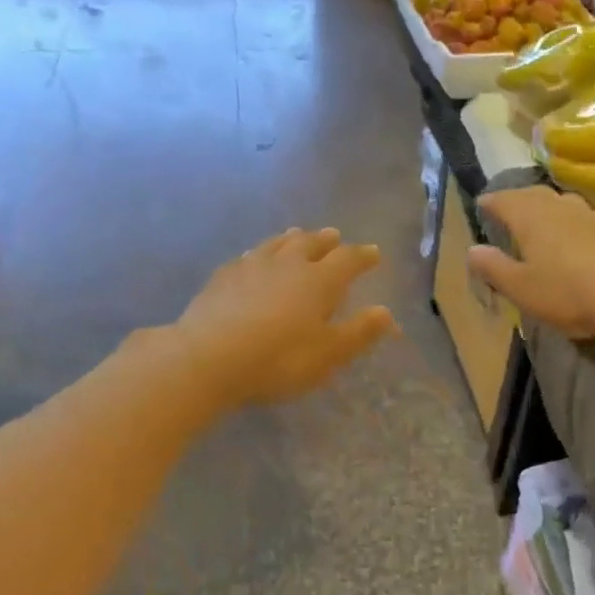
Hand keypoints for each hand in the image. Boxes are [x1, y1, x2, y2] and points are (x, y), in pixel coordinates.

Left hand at [176, 227, 396, 407]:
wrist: (208, 358)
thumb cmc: (279, 360)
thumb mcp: (328, 354)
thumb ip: (358, 332)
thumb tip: (385, 312)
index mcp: (319, 281)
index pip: (347, 260)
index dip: (362, 256)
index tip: (373, 253)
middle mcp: (287, 264)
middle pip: (310, 243)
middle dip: (326, 240)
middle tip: (335, 236)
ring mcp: (251, 266)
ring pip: (277, 244)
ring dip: (292, 239)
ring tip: (298, 234)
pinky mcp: (222, 277)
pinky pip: (248, 256)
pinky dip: (260, 253)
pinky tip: (254, 258)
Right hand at [468, 187, 594, 339]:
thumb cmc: (565, 292)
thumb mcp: (520, 287)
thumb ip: (494, 267)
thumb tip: (472, 249)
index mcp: (531, 217)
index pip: (505, 200)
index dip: (491, 201)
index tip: (482, 204)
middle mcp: (561, 207)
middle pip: (536, 195)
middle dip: (520, 200)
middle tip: (510, 209)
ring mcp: (593, 216)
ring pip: (567, 203)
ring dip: (553, 208)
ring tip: (546, 220)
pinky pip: (592, 222)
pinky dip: (581, 225)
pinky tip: (586, 236)